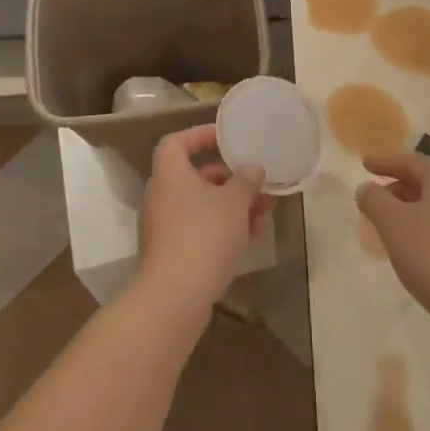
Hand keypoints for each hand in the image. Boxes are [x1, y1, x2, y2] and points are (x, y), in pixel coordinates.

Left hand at [134, 124, 273, 317]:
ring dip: (234, 206)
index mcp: (169, 173)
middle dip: (231, 179)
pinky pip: (202, 230)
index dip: (200, 135)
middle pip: (196, 176)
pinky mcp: (174, 253)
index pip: (177, 142)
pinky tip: (254, 237)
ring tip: (266, 213)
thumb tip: (252, 169)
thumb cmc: (204, 234)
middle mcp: (163, 196)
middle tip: (258, 183)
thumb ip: (245, 181)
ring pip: (204, 206)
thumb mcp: (234, 202)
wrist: (175, 296)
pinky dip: (226, 229)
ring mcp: (166, 227)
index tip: (227, 138)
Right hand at [355, 150, 429, 346]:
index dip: (385, 162)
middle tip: (375, 199)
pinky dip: (428, 230)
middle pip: (428, 183)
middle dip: (398, 188)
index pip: (411, 161)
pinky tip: (415, 250)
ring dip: (412, 212)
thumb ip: (375, 200)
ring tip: (390, 226)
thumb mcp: (393, 224)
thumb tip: (366, 188)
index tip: (364, 164)